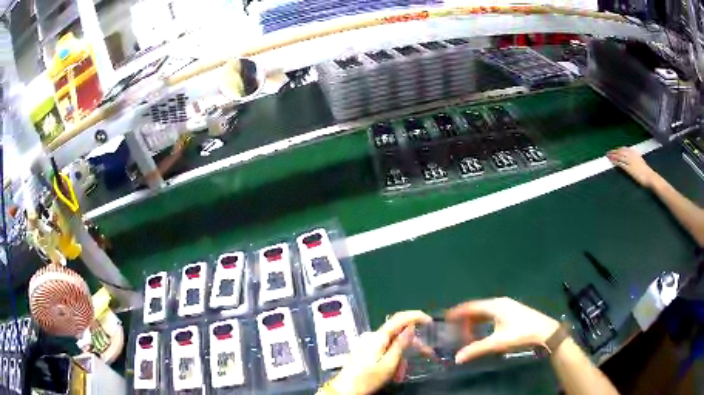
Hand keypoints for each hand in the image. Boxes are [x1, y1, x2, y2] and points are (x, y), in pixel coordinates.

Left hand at [330, 311, 431, 394]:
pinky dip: (392, 358)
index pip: (399, 318)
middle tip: (427, 354)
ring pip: (391, 344)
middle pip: (397, 333)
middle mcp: (372, 336)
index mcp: (378, 337)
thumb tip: (411, 326)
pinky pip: (384, 350)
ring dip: (401, 356)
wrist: (345, 390)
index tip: (429, 321)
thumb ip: (400, 344)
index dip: (415, 316)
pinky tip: (393, 372)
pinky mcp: (364, 351)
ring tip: (401, 373)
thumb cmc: (367, 378)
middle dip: (411, 344)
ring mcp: (366, 343)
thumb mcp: (389, 364)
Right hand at [446, 297, 559, 362]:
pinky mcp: (512, 311)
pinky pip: (492, 313)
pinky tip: (482, 330)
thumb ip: (476, 349)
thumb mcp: (497, 343)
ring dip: (475, 321)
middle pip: (477, 308)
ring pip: (485, 311)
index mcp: (495, 306)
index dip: (458, 312)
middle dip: (465, 319)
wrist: (544, 331)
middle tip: (455, 330)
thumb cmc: (520, 334)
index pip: (471, 306)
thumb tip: (457, 358)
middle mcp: (500, 302)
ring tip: (466, 332)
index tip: (446, 317)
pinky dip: (483, 321)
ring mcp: (507, 306)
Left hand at [607, 147, 657, 187]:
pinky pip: (621, 163)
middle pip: (621, 151)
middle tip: (608, 152)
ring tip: (608, 156)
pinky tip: (612, 162)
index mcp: (635, 153)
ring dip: (613, 156)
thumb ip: (635, 158)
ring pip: (620, 156)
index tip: (614, 150)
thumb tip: (631, 158)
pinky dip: (616, 162)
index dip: (619, 149)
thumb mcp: (640, 161)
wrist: (649, 176)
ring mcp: (630, 161)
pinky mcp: (629, 169)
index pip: (625, 149)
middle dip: (614, 151)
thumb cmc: (646, 171)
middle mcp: (632, 155)